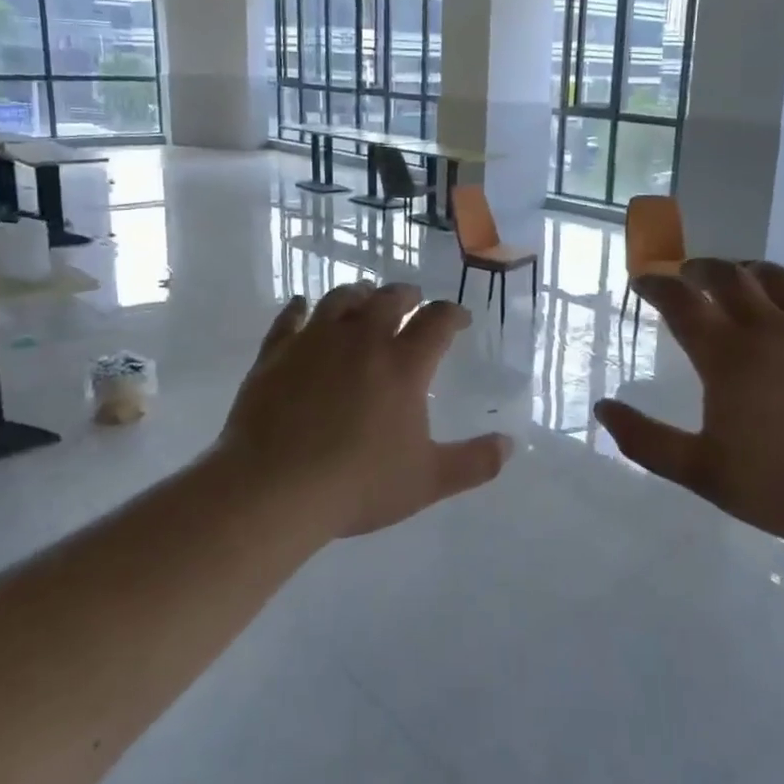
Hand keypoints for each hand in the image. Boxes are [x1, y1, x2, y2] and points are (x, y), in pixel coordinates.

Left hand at [216, 282, 514, 537]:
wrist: (274, 489)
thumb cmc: (358, 485)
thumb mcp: (427, 481)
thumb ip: (474, 462)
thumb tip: (510, 444)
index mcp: (403, 365)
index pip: (436, 322)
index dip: (452, 314)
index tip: (459, 318)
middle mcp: (362, 341)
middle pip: (389, 299)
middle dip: (407, 295)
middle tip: (413, 300)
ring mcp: (314, 342)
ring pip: (341, 300)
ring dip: (359, 294)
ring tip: (365, 297)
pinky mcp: (275, 354)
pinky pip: (289, 319)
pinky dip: (299, 308)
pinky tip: (301, 305)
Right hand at [593, 259, 783, 550]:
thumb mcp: (702, 472)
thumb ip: (646, 440)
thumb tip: (604, 408)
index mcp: (727, 355)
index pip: (681, 301)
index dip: (656, 286)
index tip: (642, 282)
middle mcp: (769, 328)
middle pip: (728, 275)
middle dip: (699, 267)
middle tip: (685, 273)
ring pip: (777, 277)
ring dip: (747, 270)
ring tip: (736, 277)